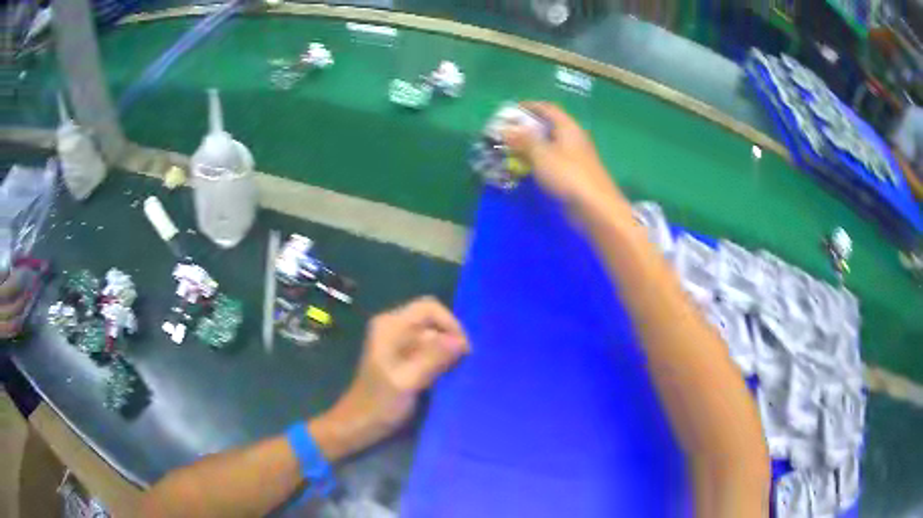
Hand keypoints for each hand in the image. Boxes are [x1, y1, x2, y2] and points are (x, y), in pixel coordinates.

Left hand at [309, 297, 468, 460]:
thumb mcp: (408, 381)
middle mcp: (394, 327)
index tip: (464, 350)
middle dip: (450, 339)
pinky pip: (429, 349)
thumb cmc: (379, 404)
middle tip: (463, 364)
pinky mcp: (404, 357)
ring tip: (457, 371)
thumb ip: (433, 359)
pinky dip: (441, 360)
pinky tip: (447, 376)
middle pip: (433, 321)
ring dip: (447, 351)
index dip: (450, 324)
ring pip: (433, 336)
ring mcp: (398, 342)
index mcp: (390, 325)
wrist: (359, 425)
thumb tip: (461, 341)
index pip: (429, 308)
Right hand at [502, 102, 622, 208]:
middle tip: (506, 134)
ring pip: (548, 147)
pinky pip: (551, 164)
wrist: (594, 208)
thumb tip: (506, 129)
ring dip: (530, 148)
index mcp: (568, 127)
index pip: (547, 108)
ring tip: (509, 152)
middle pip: (548, 127)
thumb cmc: (568, 175)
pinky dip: (537, 164)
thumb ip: (523, 140)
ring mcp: (574, 159)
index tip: (510, 110)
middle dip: (526, 129)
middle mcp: (572, 139)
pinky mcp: (572, 176)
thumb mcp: (542, 154)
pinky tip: (524, 171)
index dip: (529, 106)